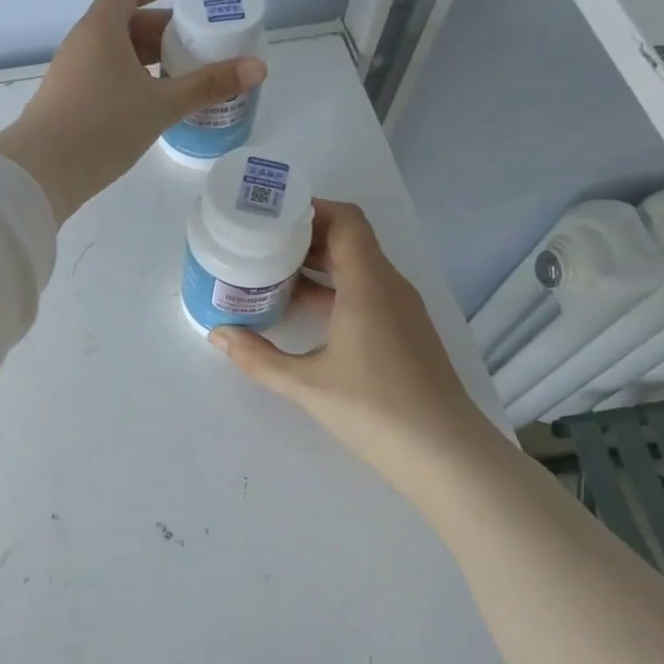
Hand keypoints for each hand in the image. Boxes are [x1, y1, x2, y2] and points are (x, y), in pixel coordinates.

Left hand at [0, 0, 266, 221]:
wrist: (42, 171)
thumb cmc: (103, 125)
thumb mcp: (161, 105)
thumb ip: (208, 85)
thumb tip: (258, 67)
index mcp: (100, 31)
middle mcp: (80, 45)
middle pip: (121, 23)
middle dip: (156, 28)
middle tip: (189, 40)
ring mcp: (69, 75)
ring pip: (111, 53)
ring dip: (143, 57)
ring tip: (176, 72)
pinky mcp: (65, 102)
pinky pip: (102, 76)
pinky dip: (128, 78)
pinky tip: (147, 102)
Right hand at [210, 201, 493, 484]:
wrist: (445, 454)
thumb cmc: (374, 409)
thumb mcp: (305, 383)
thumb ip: (258, 357)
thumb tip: (218, 334)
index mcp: (369, 284)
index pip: (346, 220)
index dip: (312, 209)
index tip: (273, 217)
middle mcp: (390, 286)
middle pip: (351, 240)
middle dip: (307, 237)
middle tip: (263, 244)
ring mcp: (402, 310)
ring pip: (359, 269)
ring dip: (320, 266)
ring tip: (275, 273)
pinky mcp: (406, 332)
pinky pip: (368, 293)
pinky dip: (336, 290)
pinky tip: (305, 312)